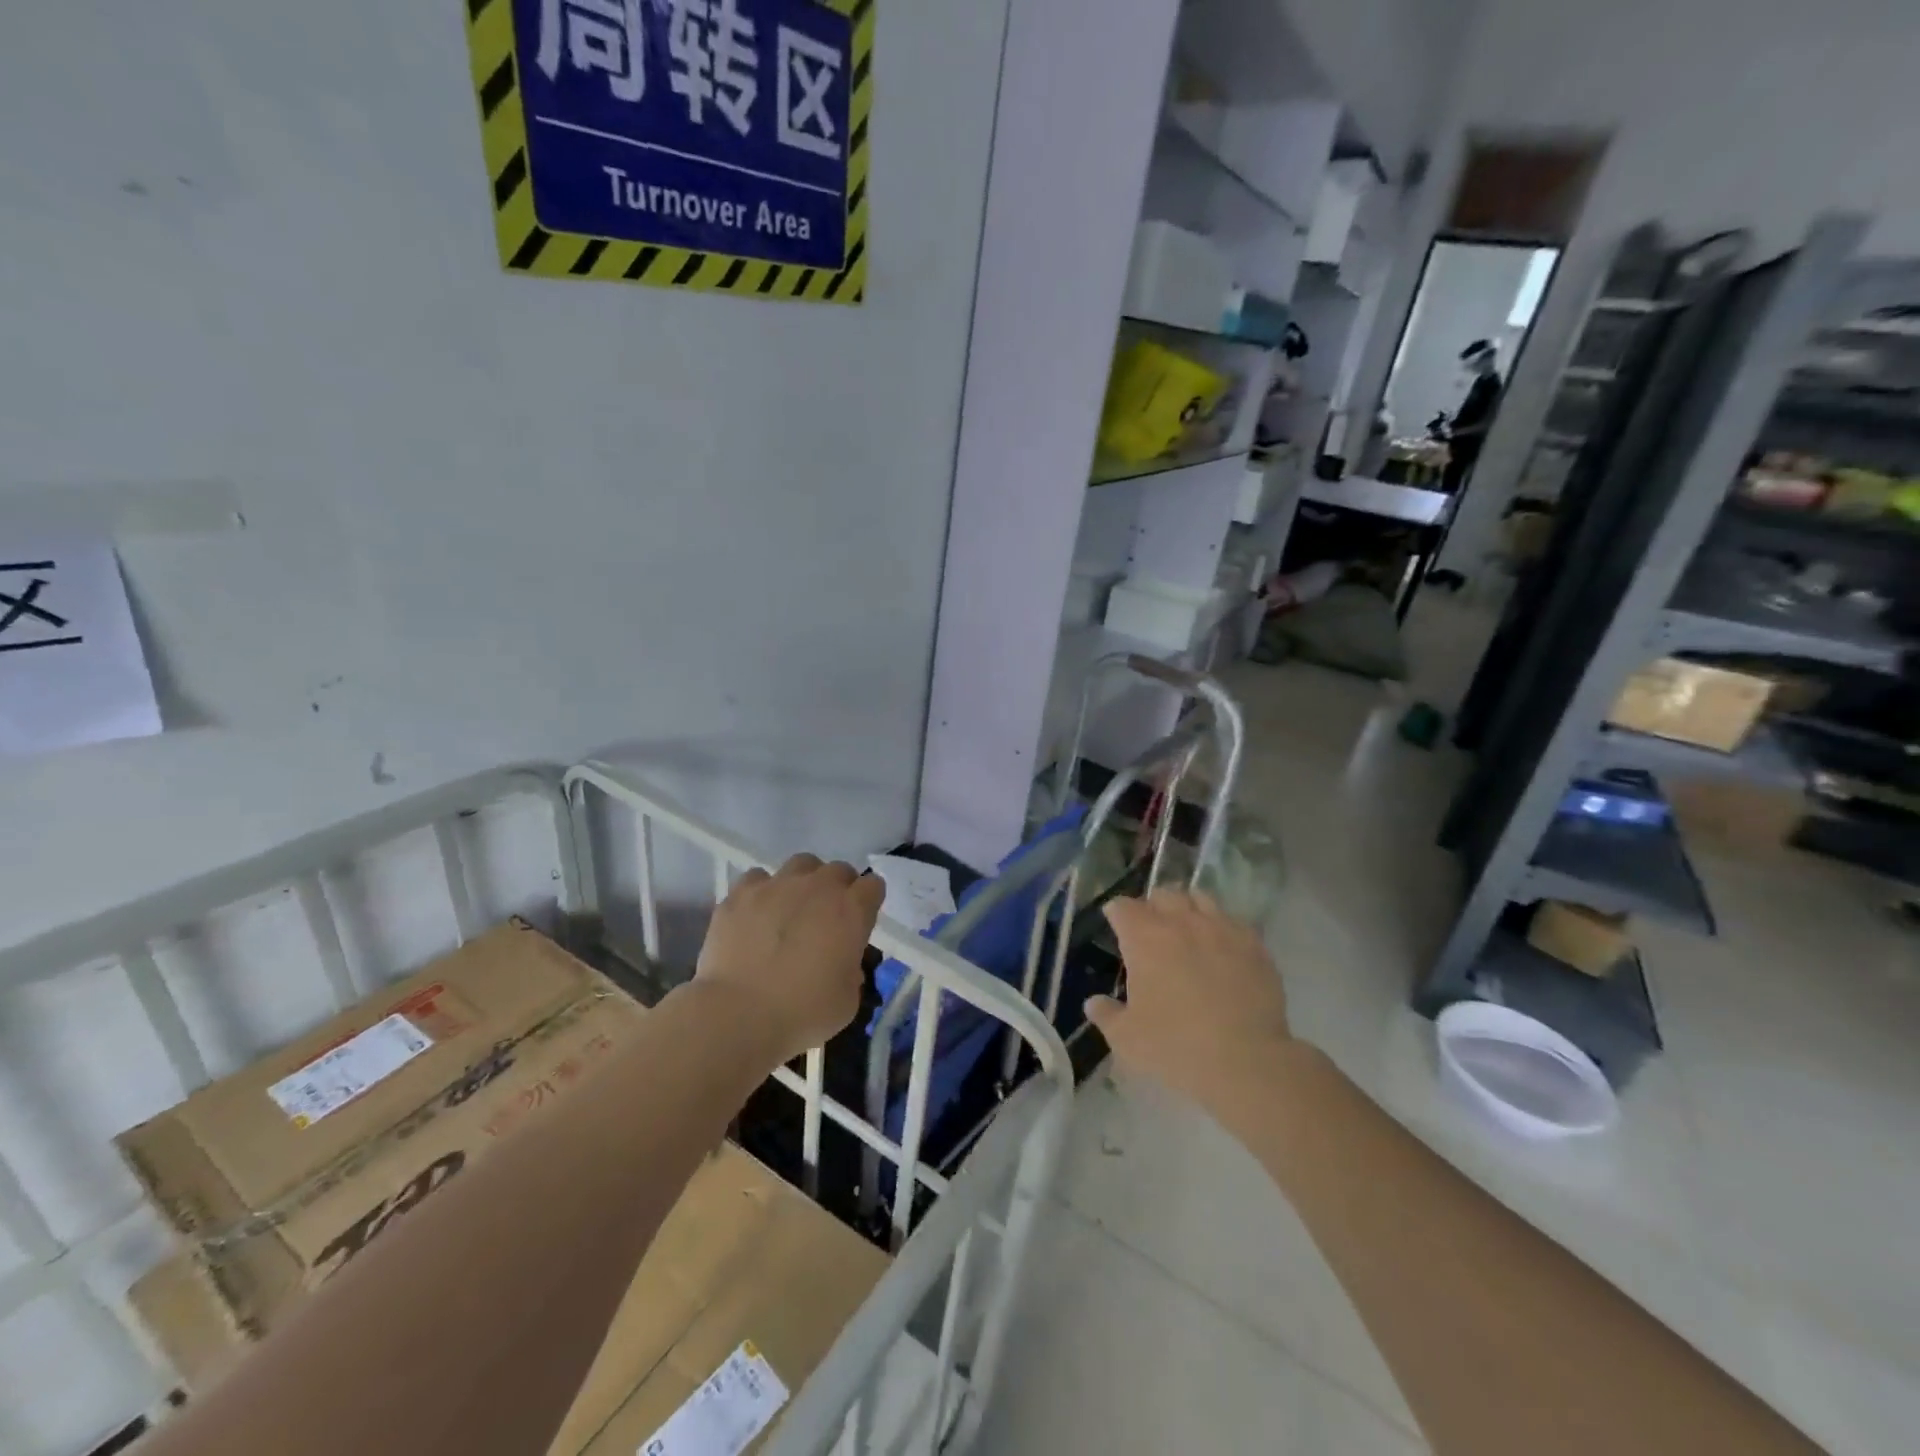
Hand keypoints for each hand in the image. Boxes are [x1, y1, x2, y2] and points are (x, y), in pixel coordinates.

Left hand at [693, 854, 883, 1064]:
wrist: (739, 1014)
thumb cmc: (803, 1012)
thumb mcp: (848, 1000)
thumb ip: (851, 970)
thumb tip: (840, 961)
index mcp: (851, 910)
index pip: (873, 886)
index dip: (869, 902)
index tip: (860, 922)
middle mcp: (818, 887)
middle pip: (838, 870)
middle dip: (838, 889)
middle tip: (827, 918)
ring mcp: (777, 885)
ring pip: (800, 865)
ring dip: (803, 882)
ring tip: (791, 908)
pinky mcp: (741, 893)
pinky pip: (758, 879)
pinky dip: (761, 892)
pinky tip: (755, 915)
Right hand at [1085, 889, 1292, 1117]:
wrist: (1246, 1062)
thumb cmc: (1175, 1047)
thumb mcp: (1127, 1039)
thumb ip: (1107, 1015)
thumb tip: (1094, 1003)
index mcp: (1144, 938)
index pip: (1123, 907)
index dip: (1117, 914)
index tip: (1116, 924)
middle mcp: (1181, 922)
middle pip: (1162, 895)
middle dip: (1153, 906)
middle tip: (1151, 928)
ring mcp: (1221, 930)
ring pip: (1200, 898)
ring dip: (1188, 907)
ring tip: (1187, 928)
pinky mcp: (1254, 945)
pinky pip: (1233, 921)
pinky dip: (1222, 927)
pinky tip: (1222, 947)